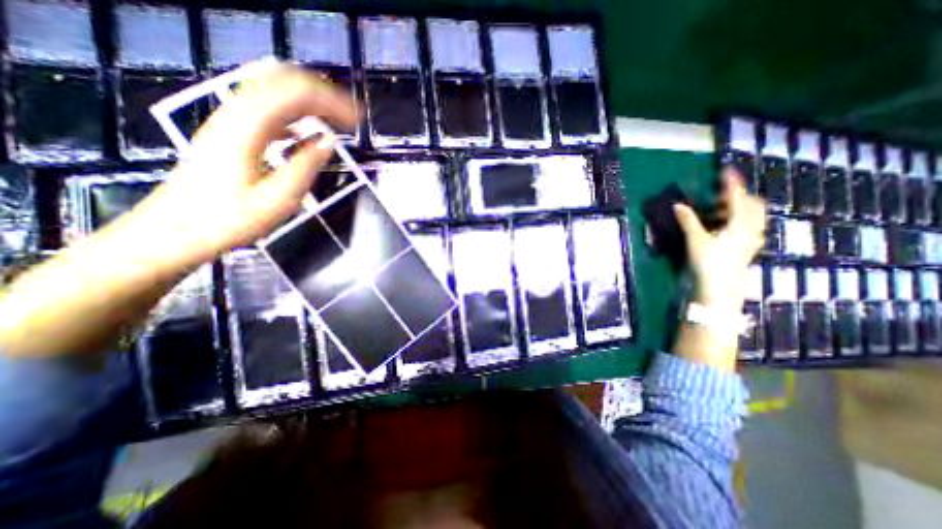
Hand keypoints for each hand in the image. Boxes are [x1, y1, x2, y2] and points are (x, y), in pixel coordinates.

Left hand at [135, 60, 360, 268]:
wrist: (176, 230)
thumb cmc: (230, 219)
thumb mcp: (279, 198)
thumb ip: (306, 165)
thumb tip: (328, 142)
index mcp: (250, 127)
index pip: (297, 94)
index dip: (333, 102)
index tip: (357, 119)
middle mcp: (236, 113)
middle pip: (284, 81)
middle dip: (323, 93)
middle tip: (350, 116)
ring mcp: (230, 120)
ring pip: (274, 90)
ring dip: (310, 100)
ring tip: (336, 120)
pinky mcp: (230, 131)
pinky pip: (267, 108)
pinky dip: (294, 113)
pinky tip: (308, 132)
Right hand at [673, 168, 758, 312]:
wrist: (720, 286)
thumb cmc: (709, 262)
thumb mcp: (695, 240)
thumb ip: (688, 221)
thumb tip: (678, 205)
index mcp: (739, 223)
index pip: (737, 197)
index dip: (731, 183)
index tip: (725, 171)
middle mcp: (751, 228)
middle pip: (752, 204)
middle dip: (738, 195)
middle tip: (720, 194)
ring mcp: (752, 239)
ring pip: (754, 216)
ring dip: (740, 208)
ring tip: (721, 209)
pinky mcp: (748, 247)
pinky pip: (751, 227)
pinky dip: (742, 220)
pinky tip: (729, 226)